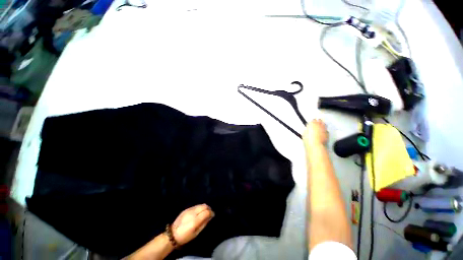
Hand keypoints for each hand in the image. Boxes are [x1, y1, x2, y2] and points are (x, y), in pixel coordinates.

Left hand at [171, 204, 213, 244]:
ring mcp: (189, 209)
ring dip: (204, 207)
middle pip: (204, 206)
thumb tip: (210, 216)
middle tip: (210, 213)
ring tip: (205, 212)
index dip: (211, 213)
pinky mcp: (186, 209)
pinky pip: (196, 206)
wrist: (172, 234)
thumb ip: (204, 223)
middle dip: (209, 208)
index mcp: (195, 221)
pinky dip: (200, 207)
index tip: (213, 215)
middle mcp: (192, 213)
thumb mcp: (196, 233)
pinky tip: (199, 212)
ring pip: (200, 204)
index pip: (206, 212)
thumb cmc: (185, 236)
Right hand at [303, 119, 327, 147]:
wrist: (316, 145)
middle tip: (316, 123)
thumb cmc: (307, 139)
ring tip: (320, 127)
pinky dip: (325, 130)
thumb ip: (307, 129)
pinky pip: (326, 130)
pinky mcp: (327, 133)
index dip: (312, 121)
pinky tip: (323, 132)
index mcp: (312, 124)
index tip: (311, 123)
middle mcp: (319, 125)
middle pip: (320, 120)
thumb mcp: (304, 133)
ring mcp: (324, 129)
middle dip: (318, 121)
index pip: (313, 120)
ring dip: (322, 125)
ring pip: (324, 124)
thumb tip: (308, 129)